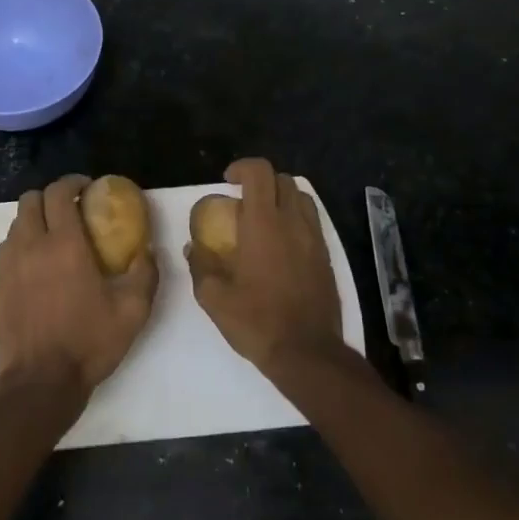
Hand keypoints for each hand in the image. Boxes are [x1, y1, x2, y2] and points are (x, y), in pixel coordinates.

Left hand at [0, 174, 157, 392]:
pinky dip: (21, 244)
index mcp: (64, 245)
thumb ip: (145, 273)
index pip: (59, 193)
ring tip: (54, 236)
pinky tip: (36, 265)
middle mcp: (30, 246)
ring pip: (16, 224)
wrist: (40, 381)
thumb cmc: (88, 343)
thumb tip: (148, 249)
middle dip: (51, 197)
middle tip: (71, 210)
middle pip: (31, 200)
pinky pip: (6, 249)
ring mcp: (7, 265)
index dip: (72, 183)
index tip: (87, 188)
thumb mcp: (133, 311)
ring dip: (35, 220)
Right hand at [186, 158, 341, 372]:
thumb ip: (201, 266)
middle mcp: (293, 224)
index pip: (259, 173)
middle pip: (283, 180)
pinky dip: (295, 219)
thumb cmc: (256, 322)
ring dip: (281, 198)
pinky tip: (280, 244)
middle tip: (241, 200)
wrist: (306, 352)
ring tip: (263, 218)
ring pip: (302, 198)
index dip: (242, 167)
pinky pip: (312, 222)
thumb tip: (193, 247)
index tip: (227, 181)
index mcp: (264, 225)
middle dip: (261, 181)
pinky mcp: (326, 257)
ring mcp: (314, 240)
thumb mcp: (214, 298)